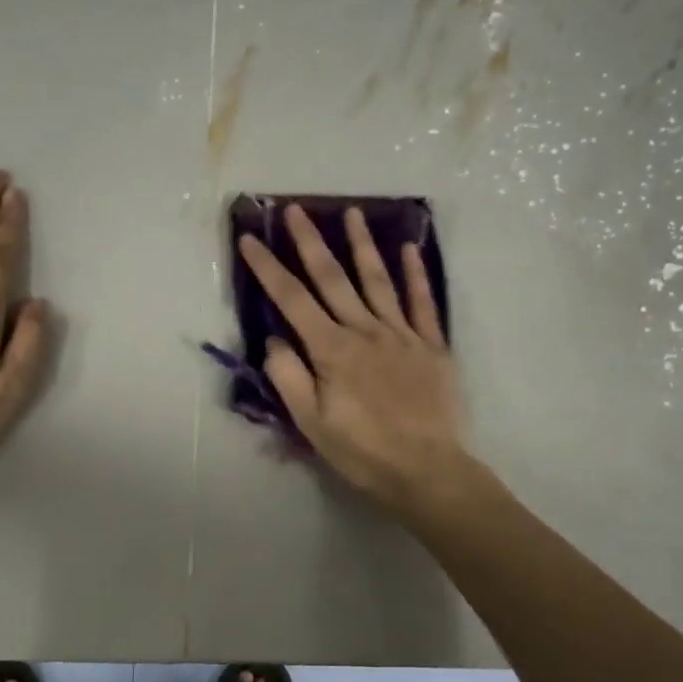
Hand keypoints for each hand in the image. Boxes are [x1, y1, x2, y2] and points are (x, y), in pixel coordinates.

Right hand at [239, 204, 469, 513]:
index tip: (251, 239)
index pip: (292, 300)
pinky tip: (410, 250)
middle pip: (333, 278)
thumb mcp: (312, 424)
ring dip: (362, 245)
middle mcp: (365, 331)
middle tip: (295, 209)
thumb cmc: (363, 452)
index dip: (268, 268)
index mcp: (332, 350)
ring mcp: (401, 334)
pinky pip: (423, 303)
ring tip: (352, 212)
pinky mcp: (431, 345)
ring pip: (378, 280)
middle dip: (310, 242)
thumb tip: (275, 339)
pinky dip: (416, 275)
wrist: (428, 471)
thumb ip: (289, 378)